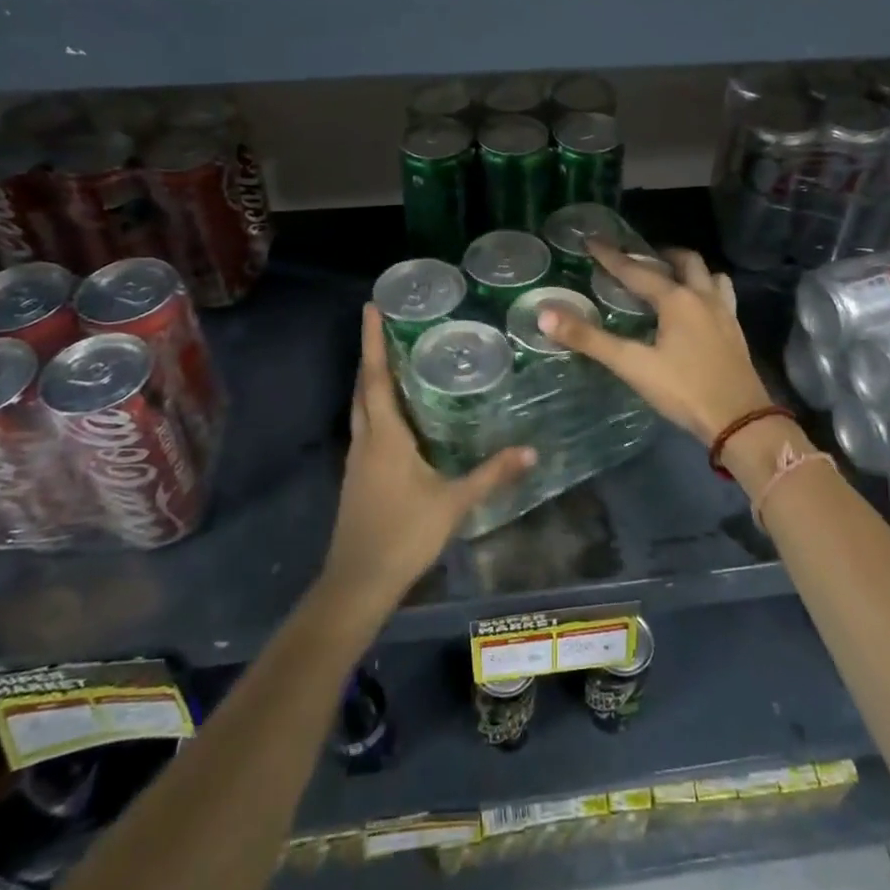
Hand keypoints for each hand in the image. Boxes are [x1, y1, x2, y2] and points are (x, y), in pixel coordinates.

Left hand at [320, 305, 534, 609]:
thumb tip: (532, 450)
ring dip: (373, 380)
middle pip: (364, 387)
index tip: (370, 307)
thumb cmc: (403, 535)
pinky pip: (366, 427)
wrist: (358, 582)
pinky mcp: (358, 476)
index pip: (377, 377)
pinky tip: (398, 415)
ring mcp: (358, 459)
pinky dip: (377, 407)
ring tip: (396, 359)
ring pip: (362, 407)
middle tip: (390, 325)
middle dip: (373, 354)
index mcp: (385, 437)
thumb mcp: (454, 503)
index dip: (373, 341)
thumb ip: (492, 474)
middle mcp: (366, 440)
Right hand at [536, 242, 773, 456]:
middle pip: (684, 261)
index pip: (636, 271)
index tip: (592, 240)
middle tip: (638, 259)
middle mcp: (703, 297)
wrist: (740, 420)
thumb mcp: (632, 365)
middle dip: (659, 255)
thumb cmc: (684, 390)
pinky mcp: (735, 332)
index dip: (611, 256)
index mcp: (677, 299)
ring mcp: (724, 313)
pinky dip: (707, 290)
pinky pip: (722, 296)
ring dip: (689, 270)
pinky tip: (698, 310)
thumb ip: (590, 340)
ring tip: (671, 278)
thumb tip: (546, 315)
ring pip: (710, 275)